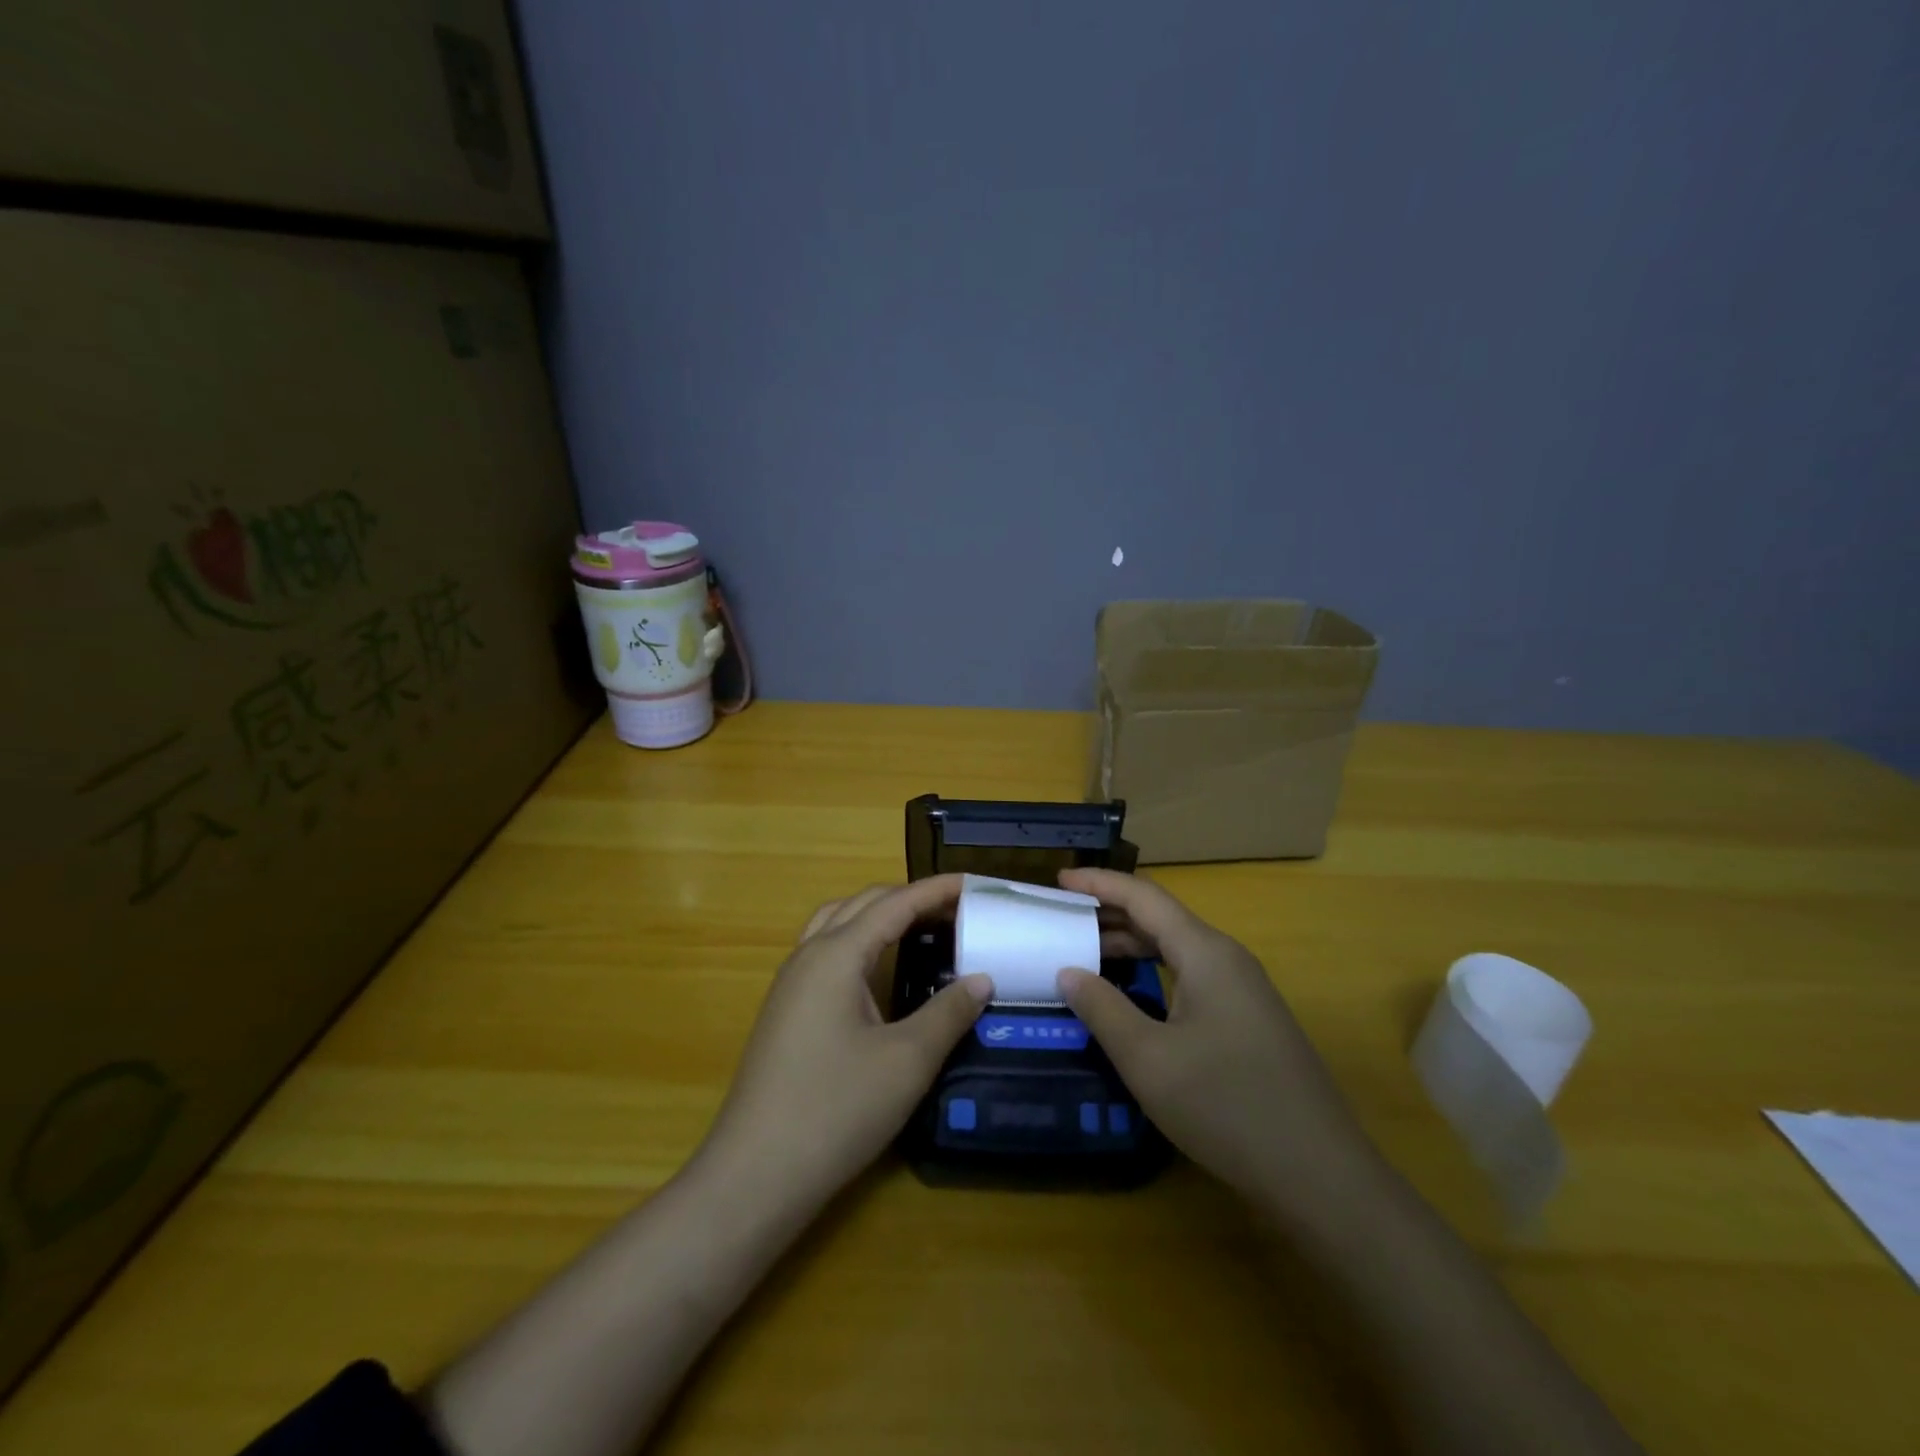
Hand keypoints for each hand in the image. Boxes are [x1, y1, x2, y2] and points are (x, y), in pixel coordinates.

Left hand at [700, 876, 991, 1208]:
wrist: (755, 1175)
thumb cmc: (835, 1110)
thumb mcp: (907, 1062)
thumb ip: (948, 1012)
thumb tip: (981, 979)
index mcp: (836, 955)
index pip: (895, 903)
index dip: (937, 890)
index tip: (976, 883)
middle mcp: (808, 956)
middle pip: (863, 904)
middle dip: (910, 897)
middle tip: (957, 908)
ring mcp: (790, 983)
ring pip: (838, 923)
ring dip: (880, 915)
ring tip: (921, 927)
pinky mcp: (785, 1010)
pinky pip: (825, 951)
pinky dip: (860, 940)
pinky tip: (879, 971)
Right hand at [1057, 869, 1378, 1206]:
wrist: (1320, 1175)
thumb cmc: (1226, 1106)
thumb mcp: (1148, 1059)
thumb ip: (1102, 1008)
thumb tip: (1068, 972)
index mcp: (1205, 953)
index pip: (1144, 897)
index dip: (1100, 882)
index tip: (1059, 879)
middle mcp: (1227, 959)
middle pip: (1162, 918)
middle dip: (1111, 911)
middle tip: (1065, 918)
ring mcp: (1244, 990)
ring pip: (1178, 948)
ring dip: (1133, 943)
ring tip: (1088, 951)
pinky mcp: (1250, 1020)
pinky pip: (1192, 975)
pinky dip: (1155, 970)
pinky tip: (1134, 994)